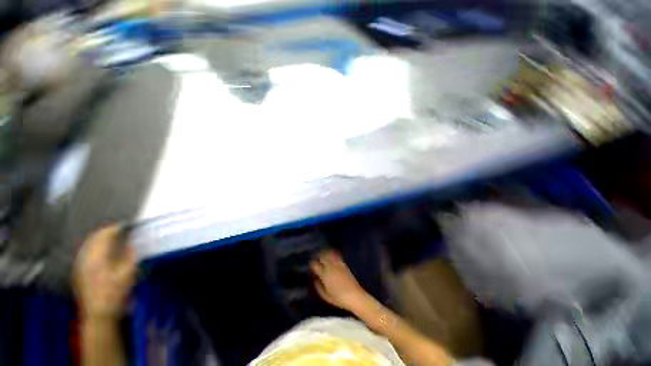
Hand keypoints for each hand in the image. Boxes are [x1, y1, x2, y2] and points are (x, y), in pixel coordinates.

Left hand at [74, 225, 136, 318]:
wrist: (99, 314)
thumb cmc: (116, 292)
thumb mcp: (128, 273)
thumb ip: (130, 255)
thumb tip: (132, 243)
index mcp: (97, 257)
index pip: (104, 235)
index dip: (116, 228)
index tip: (127, 226)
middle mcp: (85, 258)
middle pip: (94, 238)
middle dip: (107, 232)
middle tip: (120, 230)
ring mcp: (80, 266)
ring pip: (88, 245)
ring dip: (100, 240)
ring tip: (112, 239)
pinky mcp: (79, 273)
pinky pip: (85, 254)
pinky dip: (94, 248)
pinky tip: (102, 253)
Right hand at [310, 250, 368, 310]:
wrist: (354, 295)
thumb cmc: (338, 298)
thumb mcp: (325, 296)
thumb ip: (318, 287)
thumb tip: (315, 280)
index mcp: (324, 274)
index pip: (315, 265)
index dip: (312, 264)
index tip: (311, 265)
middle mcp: (330, 266)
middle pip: (322, 256)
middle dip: (318, 255)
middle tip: (315, 257)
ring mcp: (338, 264)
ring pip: (329, 254)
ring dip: (325, 253)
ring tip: (322, 254)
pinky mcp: (344, 264)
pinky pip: (336, 256)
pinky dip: (332, 254)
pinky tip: (331, 256)